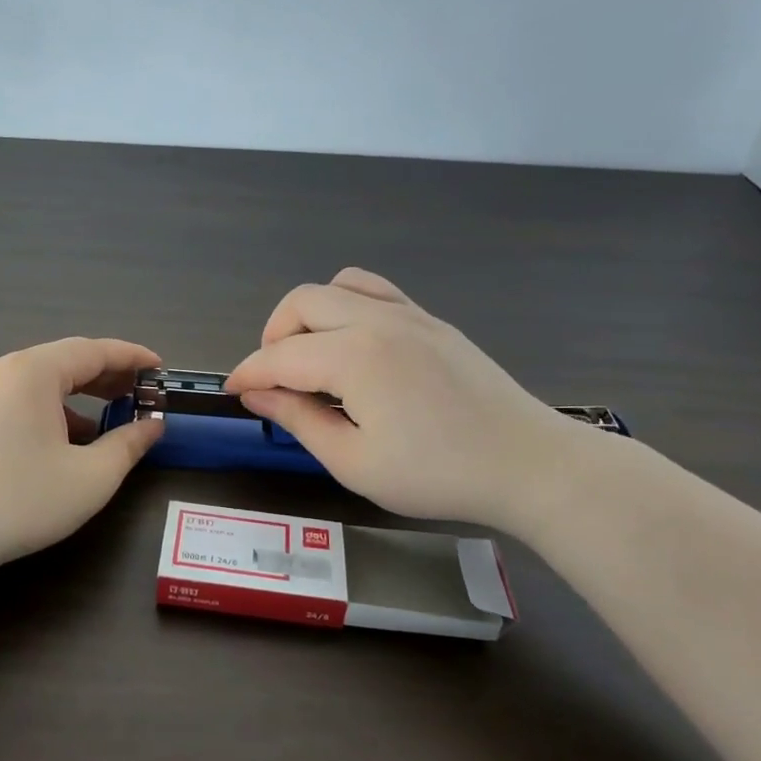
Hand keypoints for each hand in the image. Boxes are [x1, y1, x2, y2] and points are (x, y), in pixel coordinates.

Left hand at [0, 337, 164, 569]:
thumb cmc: (21, 499)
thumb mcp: (90, 477)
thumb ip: (128, 445)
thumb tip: (152, 426)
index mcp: (34, 372)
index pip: (94, 351)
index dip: (132, 357)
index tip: (160, 368)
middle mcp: (3, 370)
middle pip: (65, 361)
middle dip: (106, 376)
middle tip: (139, 394)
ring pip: (39, 381)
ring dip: (77, 395)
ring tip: (105, 421)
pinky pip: (17, 399)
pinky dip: (48, 409)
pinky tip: (61, 442)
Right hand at [226, 268, 583, 533]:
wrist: (527, 464)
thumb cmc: (437, 474)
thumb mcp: (354, 462)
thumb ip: (299, 420)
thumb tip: (257, 395)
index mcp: (354, 356)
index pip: (280, 356)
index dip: (248, 374)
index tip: (233, 393)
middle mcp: (376, 320)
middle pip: (301, 303)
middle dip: (273, 337)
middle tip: (274, 381)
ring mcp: (409, 314)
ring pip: (336, 286)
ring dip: (308, 316)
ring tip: (311, 358)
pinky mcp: (431, 320)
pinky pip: (374, 291)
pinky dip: (346, 306)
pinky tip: (352, 346)